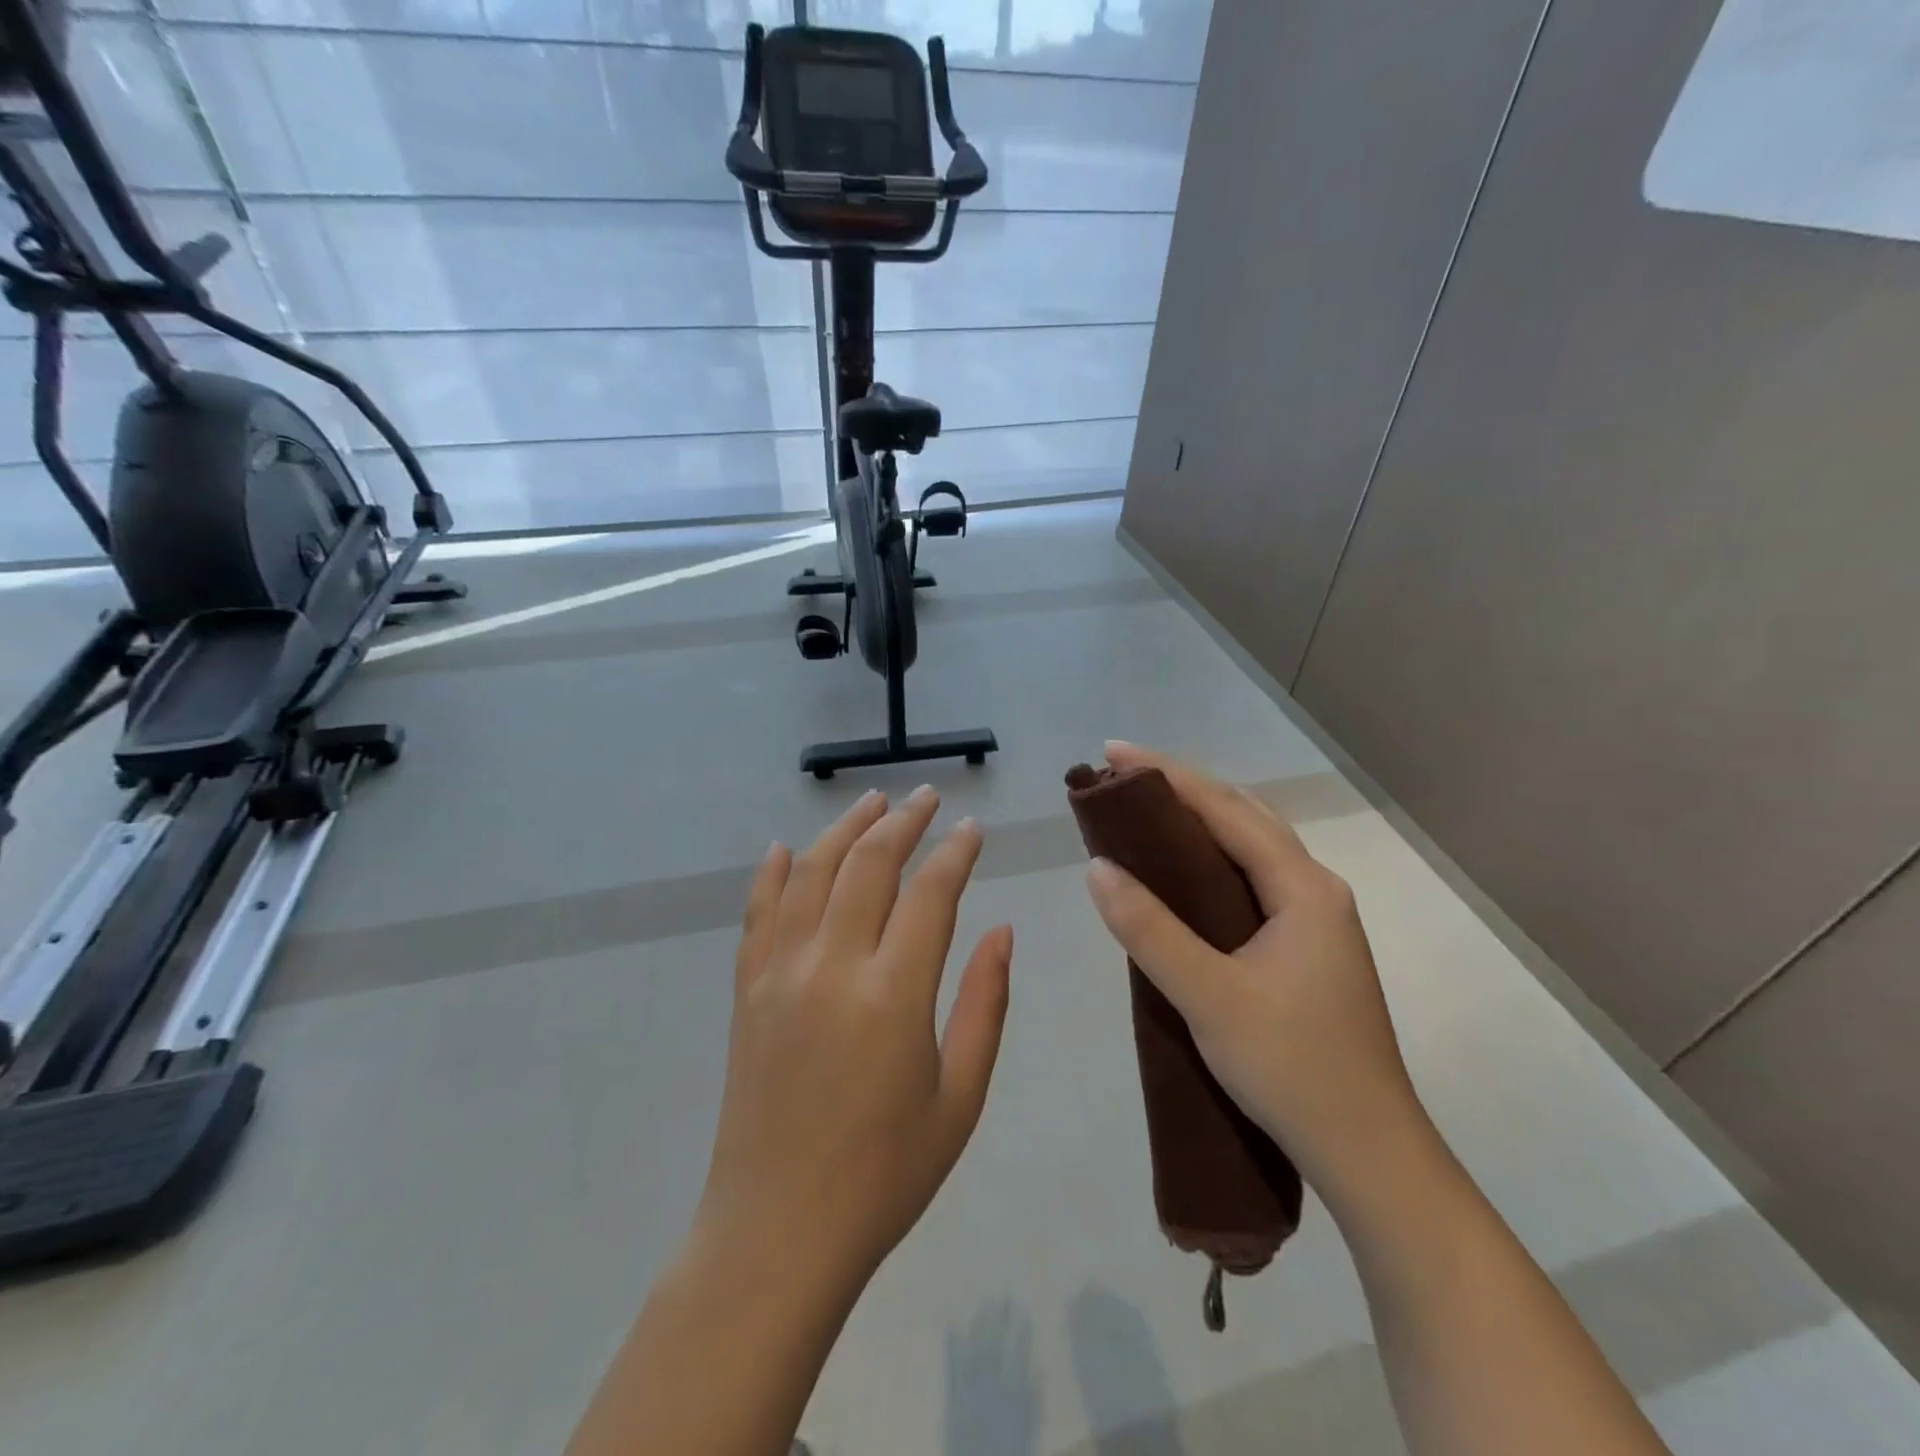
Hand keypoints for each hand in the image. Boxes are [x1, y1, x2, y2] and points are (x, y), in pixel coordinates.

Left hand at [694, 786, 1013, 1297]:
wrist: (777, 1233)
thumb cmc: (884, 1174)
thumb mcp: (960, 1097)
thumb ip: (985, 1004)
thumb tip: (1001, 930)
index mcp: (892, 994)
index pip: (930, 893)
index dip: (955, 852)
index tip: (973, 828)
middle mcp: (831, 966)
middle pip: (869, 864)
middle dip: (904, 822)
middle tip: (929, 798)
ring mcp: (780, 974)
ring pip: (812, 873)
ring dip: (845, 829)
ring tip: (873, 802)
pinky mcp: (747, 991)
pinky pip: (759, 914)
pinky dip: (774, 873)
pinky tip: (787, 848)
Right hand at [1084, 743, 1429, 1211]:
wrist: (1370, 1155)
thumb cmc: (1292, 1069)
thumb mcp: (1209, 996)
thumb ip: (1149, 930)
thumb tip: (1097, 867)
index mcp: (1303, 889)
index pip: (1227, 810)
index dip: (1168, 776)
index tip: (1114, 753)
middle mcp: (1316, 892)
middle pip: (1244, 818)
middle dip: (1183, 789)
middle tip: (1123, 779)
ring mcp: (1316, 922)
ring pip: (1252, 849)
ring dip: (1200, 822)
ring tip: (1145, 814)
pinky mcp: (1306, 951)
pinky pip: (1252, 881)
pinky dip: (1212, 861)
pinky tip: (1183, 877)